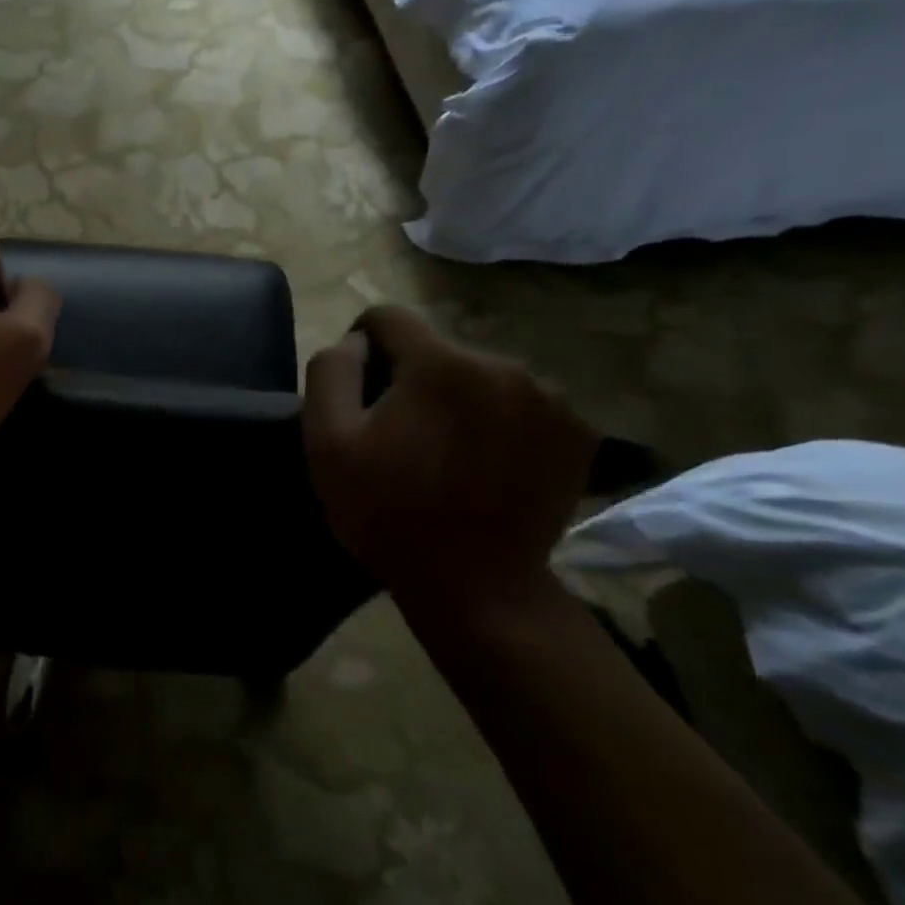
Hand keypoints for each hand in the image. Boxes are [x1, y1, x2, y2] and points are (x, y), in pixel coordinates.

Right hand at [302, 306, 597, 624]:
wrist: (476, 586)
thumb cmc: (387, 512)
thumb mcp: (326, 443)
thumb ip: (330, 373)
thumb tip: (354, 341)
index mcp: (439, 365)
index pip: (388, 318)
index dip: (361, 346)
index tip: (359, 392)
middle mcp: (502, 366)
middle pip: (436, 349)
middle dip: (412, 379)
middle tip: (399, 435)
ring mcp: (550, 398)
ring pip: (480, 375)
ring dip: (457, 399)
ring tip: (445, 453)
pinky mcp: (578, 430)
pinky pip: (520, 403)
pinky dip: (499, 422)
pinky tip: (486, 464)